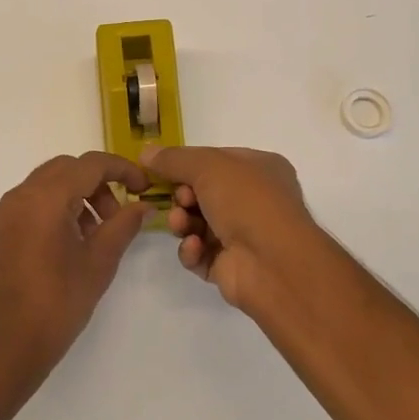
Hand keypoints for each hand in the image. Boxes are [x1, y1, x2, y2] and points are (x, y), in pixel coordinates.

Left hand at [0, 152, 151, 389]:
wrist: (7, 348)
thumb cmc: (58, 304)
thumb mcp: (99, 263)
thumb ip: (123, 226)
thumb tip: (142, 206)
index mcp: (45, 198)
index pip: (89, 164)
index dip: (121, 170)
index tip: (143, 187)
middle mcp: (18, 197)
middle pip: (65, 169)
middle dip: (96, 184)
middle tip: (115, 215)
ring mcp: (0, 215)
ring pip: (43, 186)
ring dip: (73, 197)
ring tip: (91, 235)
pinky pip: (25, 207)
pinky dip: (50, 212)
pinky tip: (62, 247)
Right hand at [142, 144, 330, 311]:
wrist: (273, 263)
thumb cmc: (247, 201)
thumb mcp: (208, 166)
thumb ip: (174, 159)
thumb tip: (145, 152)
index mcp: (260, 169)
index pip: (215, 160)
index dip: (187, 165)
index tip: (161, 170)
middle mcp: (254, 200)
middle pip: (202, 193)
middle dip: (183, 196)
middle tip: (181, 200)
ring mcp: (243, 235)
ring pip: (197, 223)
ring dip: (183, 222)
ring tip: (182, 224)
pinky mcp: (230, 267)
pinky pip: (199, 253)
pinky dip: (192, 249)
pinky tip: (195, 247)